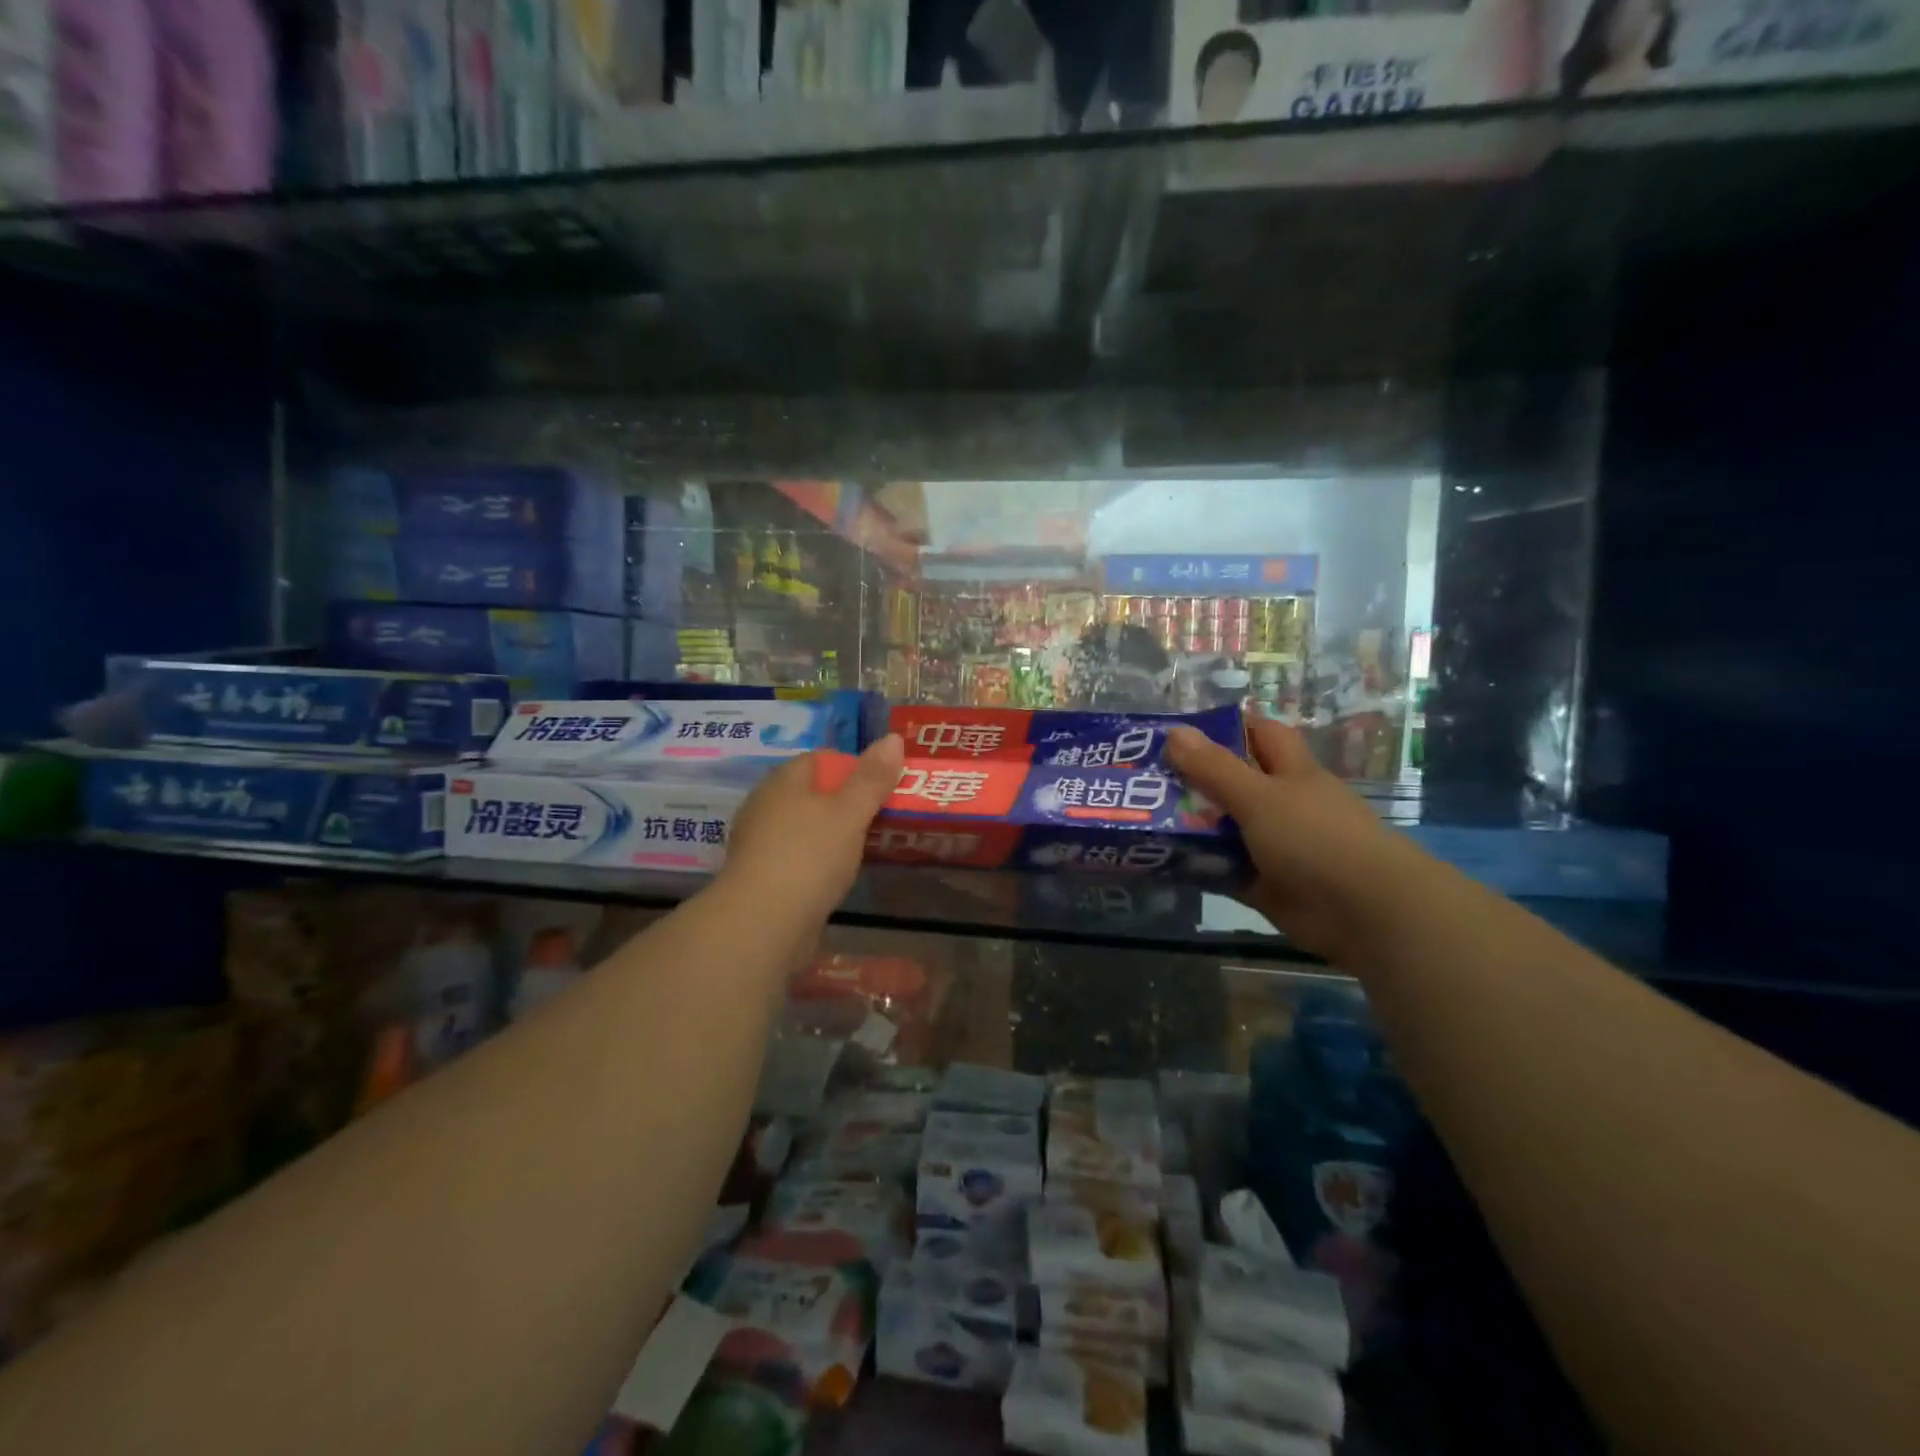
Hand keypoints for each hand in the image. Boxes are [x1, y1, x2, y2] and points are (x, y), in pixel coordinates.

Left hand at [714, 734, 905, 931]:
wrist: (762, 924)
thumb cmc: (809, 856)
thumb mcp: (850, 813)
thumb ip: (872, 778)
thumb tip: (893, 738)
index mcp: (783, 781)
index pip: (821, 759)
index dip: (854, 768)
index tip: (883, 787)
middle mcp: (765, 805)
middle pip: (812, 793)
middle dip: (846, 803)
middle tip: (881, 818)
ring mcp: (760, 843)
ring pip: (805, 827)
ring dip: (833, 834)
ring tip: (867, 848)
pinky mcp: (761, 877)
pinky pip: (797, 857)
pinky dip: (818, 862)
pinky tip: (837, 876)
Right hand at [1167, 715, 1414, 961]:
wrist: (1366, 912)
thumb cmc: (1315, 837)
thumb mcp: (1259, 796)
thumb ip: (1214, 768)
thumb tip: (1175, 731)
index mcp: (1291, 772)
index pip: (1259, 735)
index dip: (1227, 727)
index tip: (1182, 732)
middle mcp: (1283, 805)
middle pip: (1234, 783)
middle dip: (1195, 779)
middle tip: (1144, 778)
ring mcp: (1275, 847)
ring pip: (1225, 828)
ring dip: (1191, 825)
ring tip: (1141, 818)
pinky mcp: (1266, 885)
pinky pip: (1223, 870)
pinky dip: (1197, 866)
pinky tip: (1159, 861)